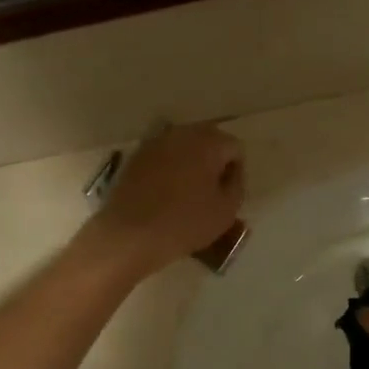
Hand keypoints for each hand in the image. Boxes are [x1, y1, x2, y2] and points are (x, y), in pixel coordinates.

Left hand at [85, 124, 244, 277]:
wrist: (131, 234)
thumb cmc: (186, 223)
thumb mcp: (226, 210)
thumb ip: (237, 185)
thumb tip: (231, 173)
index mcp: (209, 142)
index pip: (235, 147)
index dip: (236, 171)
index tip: (229, 194)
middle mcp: (182, 133)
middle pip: (208, 140)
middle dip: (214, 162)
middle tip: (212, 191)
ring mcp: (155, 142)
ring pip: (183, 147)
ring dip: (190, 163)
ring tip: (188, 193)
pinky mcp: (135, 156)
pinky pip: (162, 157)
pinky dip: (169, 169)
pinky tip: (165, 193)